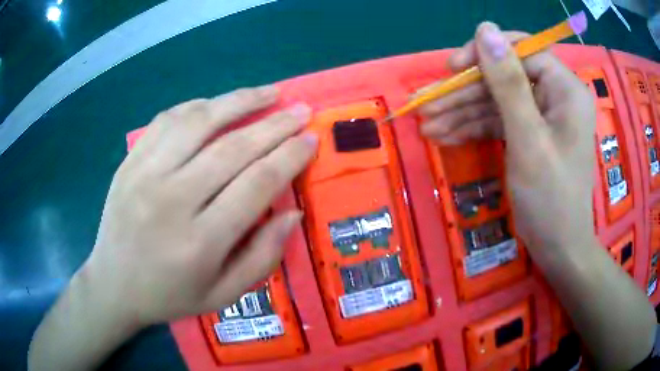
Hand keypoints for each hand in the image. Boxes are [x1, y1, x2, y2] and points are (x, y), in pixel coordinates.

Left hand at [86, 86, 316, 326]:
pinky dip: (198, 106)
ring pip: (200, 122)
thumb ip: (263, 257)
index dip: (289, 156)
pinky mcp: (130, 161)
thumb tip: (292, 212)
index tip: (310, 138)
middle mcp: (172, 200)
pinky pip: (168, 120)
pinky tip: (218, 104)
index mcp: (200, 242)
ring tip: (268, 92)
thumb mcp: (223, 295)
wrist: (114, 284)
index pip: (256, 184)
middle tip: (301, 109)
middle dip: (275, 124)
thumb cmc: (169, 295)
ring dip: (240, 101)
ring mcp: (145, 174)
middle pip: (233, 148)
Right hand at [419, 23, 595, 256]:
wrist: (558, 247)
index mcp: (566, 89)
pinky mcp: (531, 133)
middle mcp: (556, 95)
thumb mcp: (528, 139)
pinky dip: (474, 127)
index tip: (452, 68)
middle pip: (505, 77)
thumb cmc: (550, 198)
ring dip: (462, 111)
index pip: (522, 51)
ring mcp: (542, 115)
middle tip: (427, 104)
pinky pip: (500, 120)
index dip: (486, 54)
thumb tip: (485, 28)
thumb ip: (508, 82)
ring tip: (427, 125)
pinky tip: (445, 135)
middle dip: (465, 92)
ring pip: (497, 100)